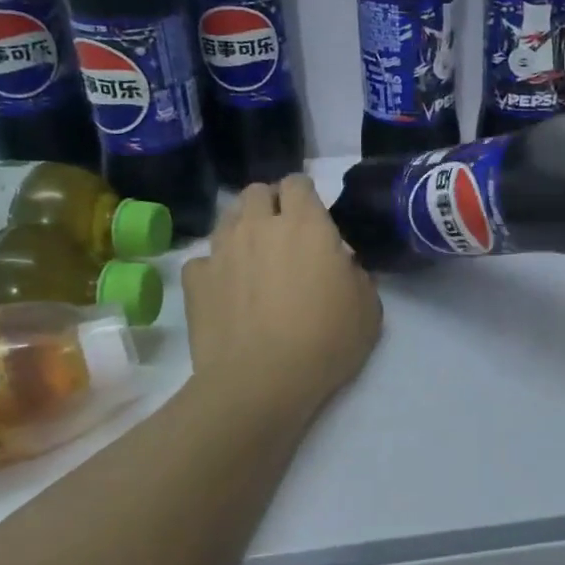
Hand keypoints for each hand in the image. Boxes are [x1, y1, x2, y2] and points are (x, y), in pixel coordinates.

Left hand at [182, 178, 382, 417]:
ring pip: (228, 218)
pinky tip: (227, 291)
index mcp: (306, 225)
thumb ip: (357, 275)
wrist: (261, 382)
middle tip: (282, 235)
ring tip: (254, 259)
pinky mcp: (195, 280)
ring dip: (242, 230)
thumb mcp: (368, 309)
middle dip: (269, 204)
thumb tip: (342, 265)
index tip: (313, 218)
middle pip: (257, 191)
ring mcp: (221, 250)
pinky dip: (215, 269)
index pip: (298, 183)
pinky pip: (204, 260)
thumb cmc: (326, 342)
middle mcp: (259, 226)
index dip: (305, 196)